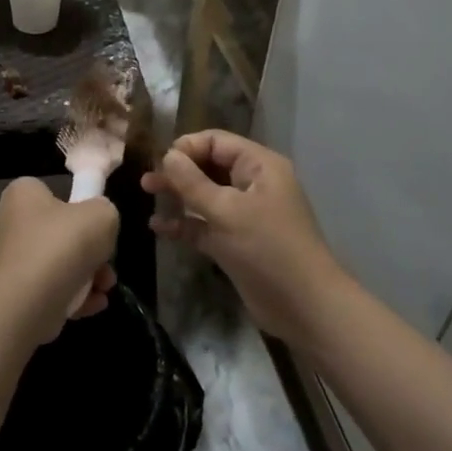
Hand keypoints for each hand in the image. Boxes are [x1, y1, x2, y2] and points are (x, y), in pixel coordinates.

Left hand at [0, 178, 118, 345]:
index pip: (52, 192)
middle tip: (107, 262)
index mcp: (22, 194)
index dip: (78, 206)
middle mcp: (9, 223)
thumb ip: (104, 211)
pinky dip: (73, 296)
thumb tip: (99, 222)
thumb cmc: (62, 245)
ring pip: (58, 263)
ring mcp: (10, 260)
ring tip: (105, 287)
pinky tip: (94, 303)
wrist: (28, 303)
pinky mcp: (14, 293)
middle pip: (59, 231)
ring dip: (87, 275)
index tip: (97, 224)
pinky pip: (50, 289)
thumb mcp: (101, 214)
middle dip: (89, 250)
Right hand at [142, 131, 341, 342]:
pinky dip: (184, 223)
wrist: (305, 308)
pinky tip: (158, 227)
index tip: (159, 161)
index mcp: (259, 167)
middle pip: (209, 166)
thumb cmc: (268, 249)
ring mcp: (244, 215)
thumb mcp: (226, 211)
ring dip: (178, 195)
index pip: (216, 142)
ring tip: (147, 194)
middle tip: (146, 179)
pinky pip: (205, 224)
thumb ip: (192, 182)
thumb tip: (167, 155)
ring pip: (205, 195)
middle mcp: (252, 185)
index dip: (187, 147)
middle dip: (178, 170)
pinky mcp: (236, 242)